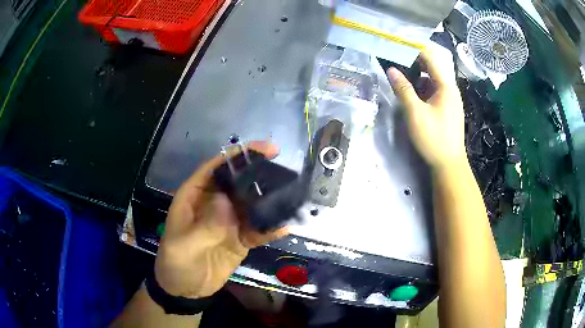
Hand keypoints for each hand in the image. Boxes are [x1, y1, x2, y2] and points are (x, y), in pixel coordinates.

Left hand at [154, 141, 288, 298]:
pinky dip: (270, 228)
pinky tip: (284, 226)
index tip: (262, 149)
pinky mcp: (240, 238)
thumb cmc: (176, 264)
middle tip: (283, 170)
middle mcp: (213, 204)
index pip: (214, 168)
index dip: (236, 155)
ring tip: (289, 195)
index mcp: (194, 197)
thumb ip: (204, 226)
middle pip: (237, 182)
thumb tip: (228, 202)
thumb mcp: (184, 246)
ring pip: (250, 204)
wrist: (186, 291)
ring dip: (268, 200)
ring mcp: (228, 221)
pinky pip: (257, 229)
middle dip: (258, 174)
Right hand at [387, 43, 465, 169]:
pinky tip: (412, 90)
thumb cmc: (434, 138)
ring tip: (400, 70)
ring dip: (418, 73)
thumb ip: (403, 89)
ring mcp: (449, 99)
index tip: (398, 41)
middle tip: (395, 54)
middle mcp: (450, 89)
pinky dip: (422, 86)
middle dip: (415, 59)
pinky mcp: (447, 108)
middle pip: (433, 66)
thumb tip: (391, 70)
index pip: (431, 57)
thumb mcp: (415, 113)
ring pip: (433, 79)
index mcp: (446, 86)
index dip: (415, 47)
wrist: (449, 164)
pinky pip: (434, 90)